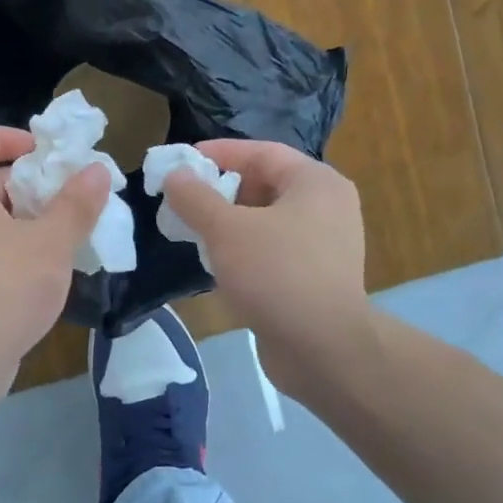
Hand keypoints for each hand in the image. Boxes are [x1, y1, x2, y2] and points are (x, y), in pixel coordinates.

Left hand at [0, 126, 110, 391]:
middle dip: (28, 184)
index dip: (5, 137)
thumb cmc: (3, 286)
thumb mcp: (49, 241)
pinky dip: (12, 249)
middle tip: (68, 195)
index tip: (43, 153)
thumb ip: (75, 203)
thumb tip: (97, 170)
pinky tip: (47, 270)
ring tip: (66, 231)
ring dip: (25, 220)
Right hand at [164, 141, 370, 391]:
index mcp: (315, 182)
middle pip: (265, 183)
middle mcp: (327, 205)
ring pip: (267, 219)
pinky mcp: (317, 275)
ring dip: (229, 221)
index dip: (218, 153)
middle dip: (221, 190)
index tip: (180, 163)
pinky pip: (274, 248)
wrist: (324, 350)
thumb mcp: (226, 230)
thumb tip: (174, 175)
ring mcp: (326, 243)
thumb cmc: (276, 274)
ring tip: (193, 231)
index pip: (261, 152)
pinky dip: (245, 248)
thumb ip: (195, 198)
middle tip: (183, 200)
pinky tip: (216, 263)